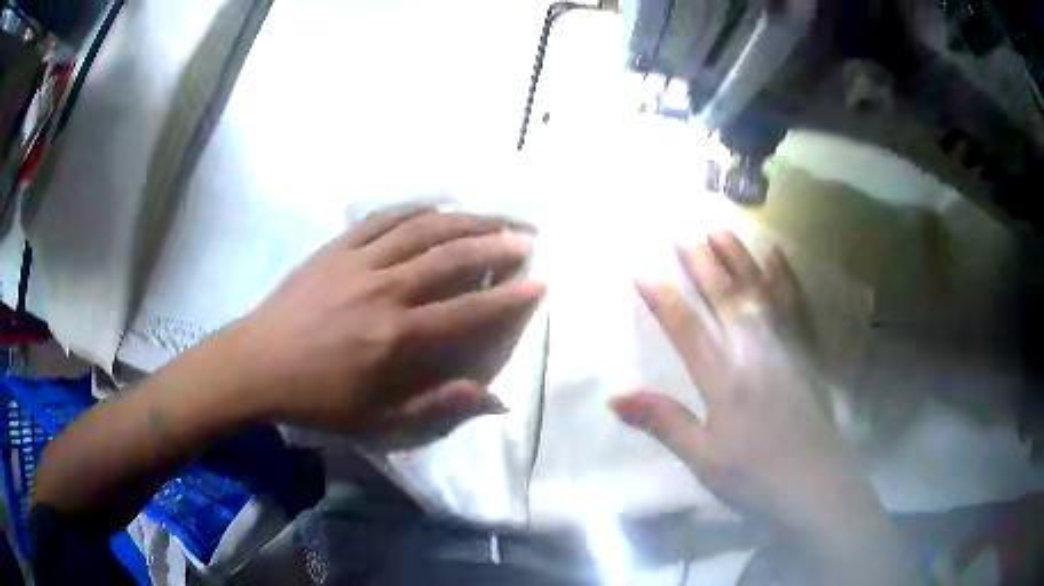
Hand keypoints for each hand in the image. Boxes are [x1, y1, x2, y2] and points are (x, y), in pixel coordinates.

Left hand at [231, 208, 544, 441]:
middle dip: (496, 244)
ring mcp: (359, 261)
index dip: (508, 297)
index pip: (467, 311)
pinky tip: (436, 206)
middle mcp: (384, 290)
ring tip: (495, 215)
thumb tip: (494, 399)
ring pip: (422, 229)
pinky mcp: (337, 247)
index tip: (539, 283)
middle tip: (527, 237)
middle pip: (451, 257)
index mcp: (396, 336)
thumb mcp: (378, 420)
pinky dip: (415, 209)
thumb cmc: (318, 398)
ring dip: (465, 219)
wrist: (257, 364)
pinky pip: (383, 219)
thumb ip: (437, 407)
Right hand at [611, 232, 902, 564]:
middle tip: (682, 231)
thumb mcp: (702, 457)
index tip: (642, 269)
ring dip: (738, 258)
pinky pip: (796, 305)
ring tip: (721, 229)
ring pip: (758, 291)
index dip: (662, 297)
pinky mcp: (807, 351)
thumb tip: (615, 398)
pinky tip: (776, 255)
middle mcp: (754, 350)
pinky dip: (785, 277)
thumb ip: (663, 421)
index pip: (686, 327)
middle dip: (700, 263)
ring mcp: (785, 346)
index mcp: (723, 378)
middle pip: (723, 297)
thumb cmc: (753, 476)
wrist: (814, 484)